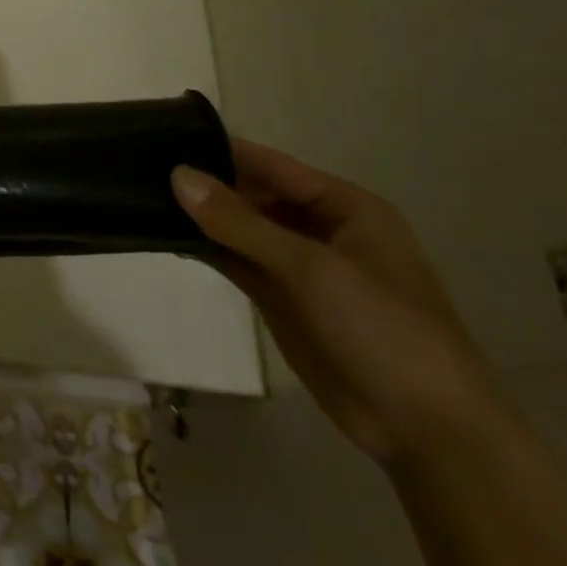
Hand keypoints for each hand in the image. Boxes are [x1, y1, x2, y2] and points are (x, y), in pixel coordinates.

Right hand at [172, 139, 507, 468]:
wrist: (427, 430)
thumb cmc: (383, 331)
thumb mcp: (312, 269)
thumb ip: (241, 222)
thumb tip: (178, 175)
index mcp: (345, 207)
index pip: (271, 165)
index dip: (220, 150)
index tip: (163, 135)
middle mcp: (320, 228)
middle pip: (251, 193)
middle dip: (203, 183)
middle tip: (140, 166)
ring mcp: (298, 265)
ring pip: (238, 227)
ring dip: (198, 215)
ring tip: (139, 195)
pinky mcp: (280, 297)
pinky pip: (235, 259)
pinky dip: (204, 247)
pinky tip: (164, 235)